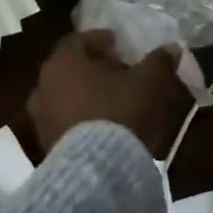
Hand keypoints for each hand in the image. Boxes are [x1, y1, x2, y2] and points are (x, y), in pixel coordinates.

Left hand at [27, 30, 186, 156]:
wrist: (97, 171)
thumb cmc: (120, 112)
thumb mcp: (149, 82)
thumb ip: (159, 62)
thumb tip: (172, 48)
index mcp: (63, 62)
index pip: (78, 40)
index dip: (100, 41)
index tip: (118, 46)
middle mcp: (43, 85)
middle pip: (70, 69)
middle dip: (94, 69)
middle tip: (120, 73)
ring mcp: (40, 119)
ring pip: (65, 97)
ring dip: (87, 96)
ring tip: (115, 102)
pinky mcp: (45, 146)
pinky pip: (65, 123)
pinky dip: (82, 120)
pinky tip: (104, 127)